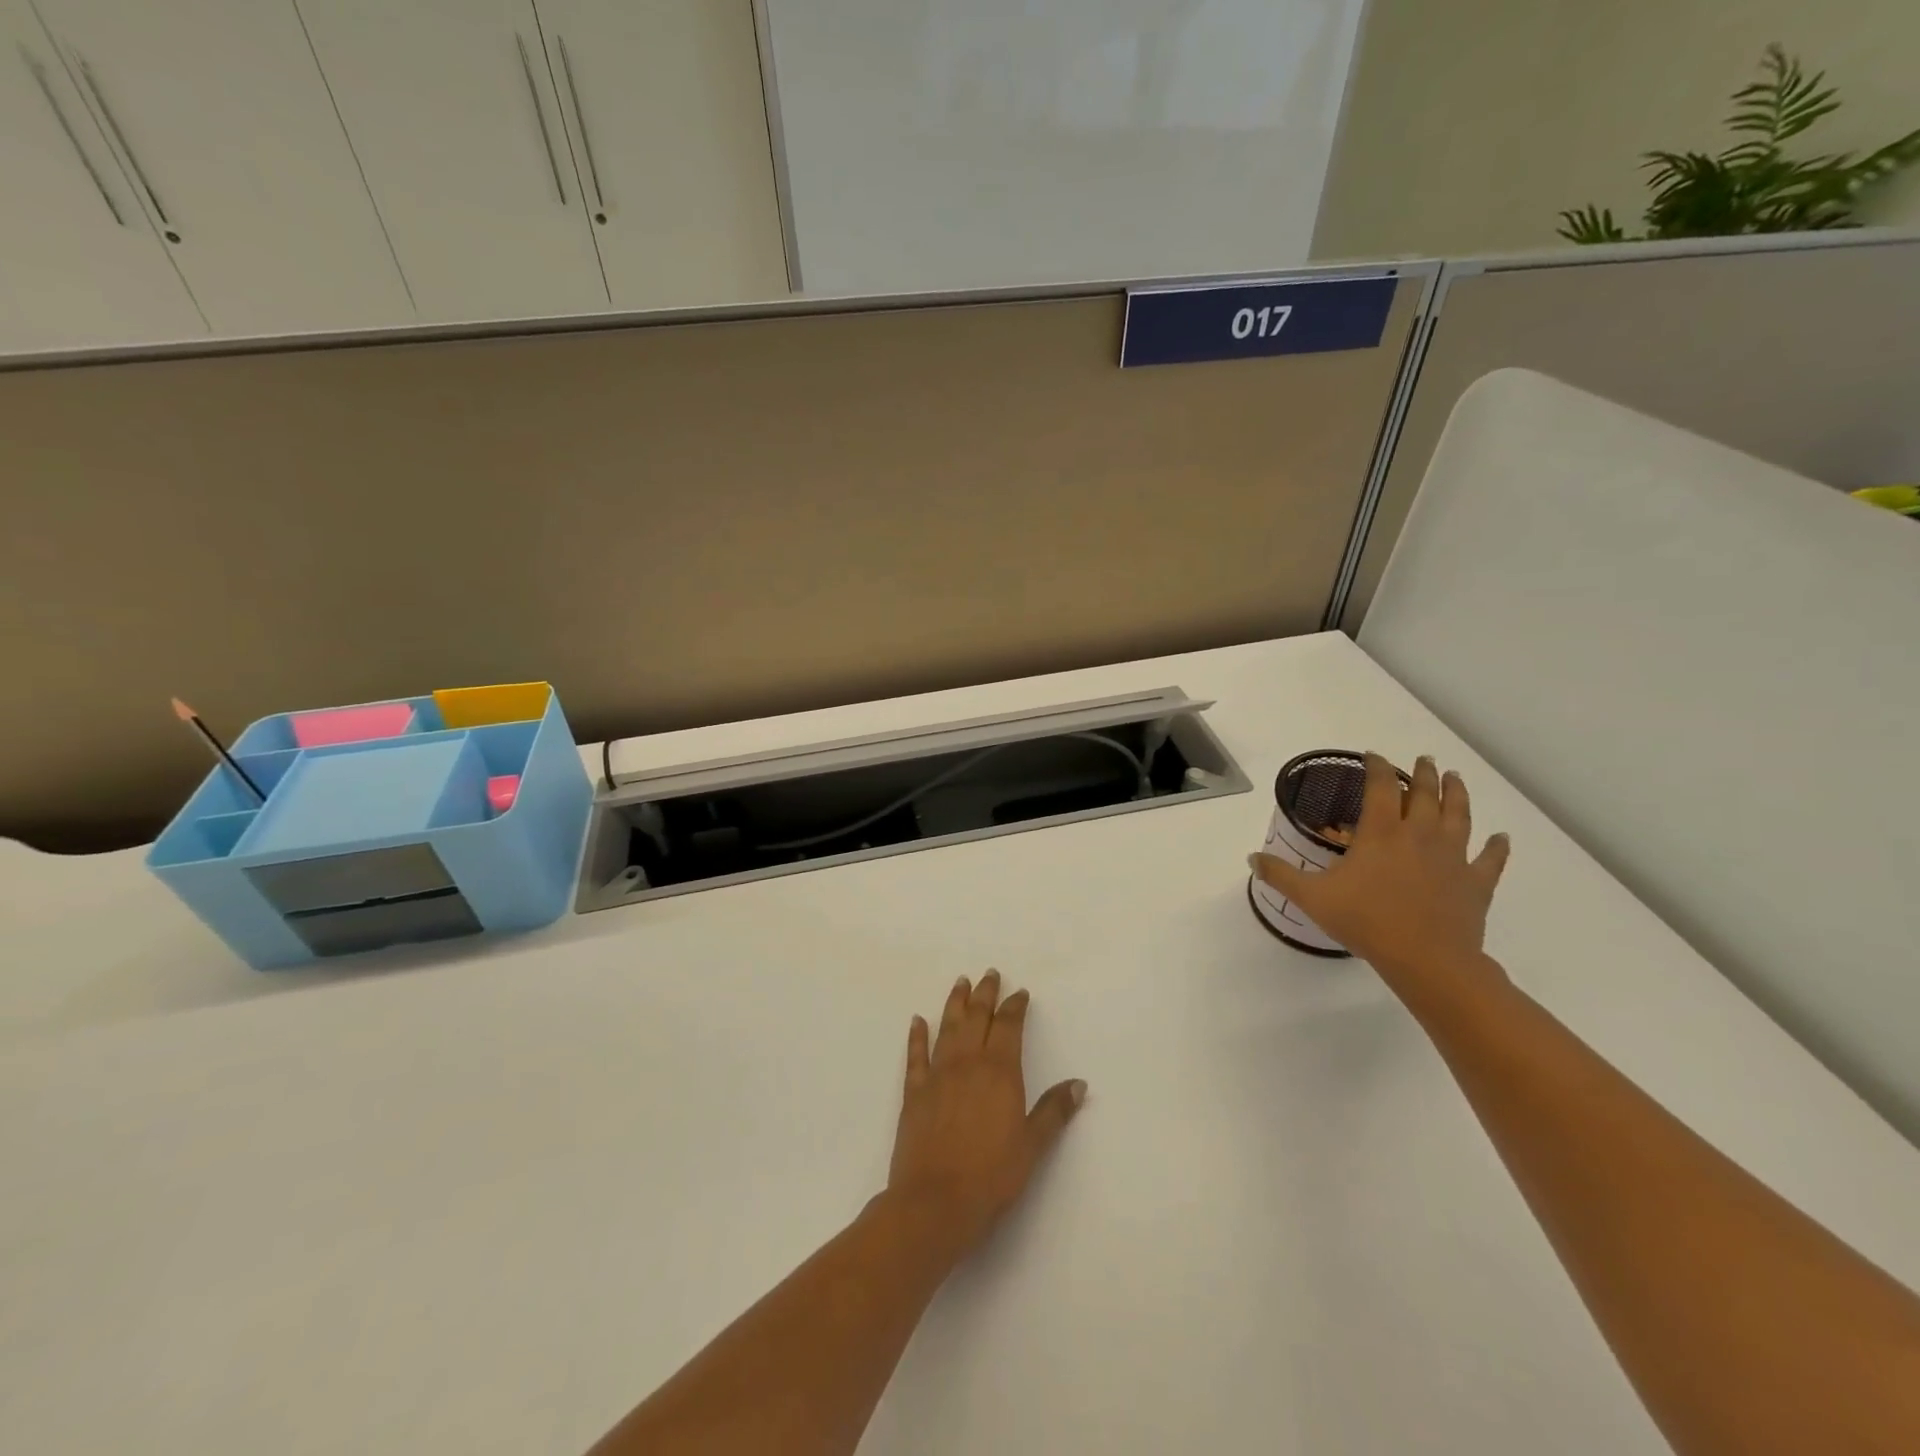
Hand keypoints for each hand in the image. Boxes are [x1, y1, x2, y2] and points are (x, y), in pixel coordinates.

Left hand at [885, 970, 1085, 1257]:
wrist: (935, 1202)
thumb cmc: (991, 1176)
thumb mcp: (1032, 1146)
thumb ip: (1054, 1111)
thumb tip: (1079, 1083)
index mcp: (999, 1072)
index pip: (1008, 1027)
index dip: (1015, 1007)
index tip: (1019, 992)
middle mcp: (968, 1063)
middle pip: (977, 1018)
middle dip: (985, 995)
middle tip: (989, 974)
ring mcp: (938, 1075)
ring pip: (948, 1028)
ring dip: (955, 1004)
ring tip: (960, 983)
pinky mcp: (914, 1092)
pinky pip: (915, 1056)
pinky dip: (917, 1036)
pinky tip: (917, 1021)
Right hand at [1251, 754, 1511, 994]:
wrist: (1427, 959)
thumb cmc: (1366, 921)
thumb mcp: (1312, 897)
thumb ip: (1281, 874)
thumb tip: (1252, 857)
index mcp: (1382, 833)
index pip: (1380, 787)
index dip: (1376, 767)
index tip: (1373, 756)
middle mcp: (1420, 835)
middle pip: (1425, 794)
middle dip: (1422, 774)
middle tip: (1423, 760)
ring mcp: (1453, 857)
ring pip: (1460, 816)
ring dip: (1457, 793)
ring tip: (1455, 777)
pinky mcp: (1476, 883)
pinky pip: (1490, 859)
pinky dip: (1497, 847)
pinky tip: (1501, 838)